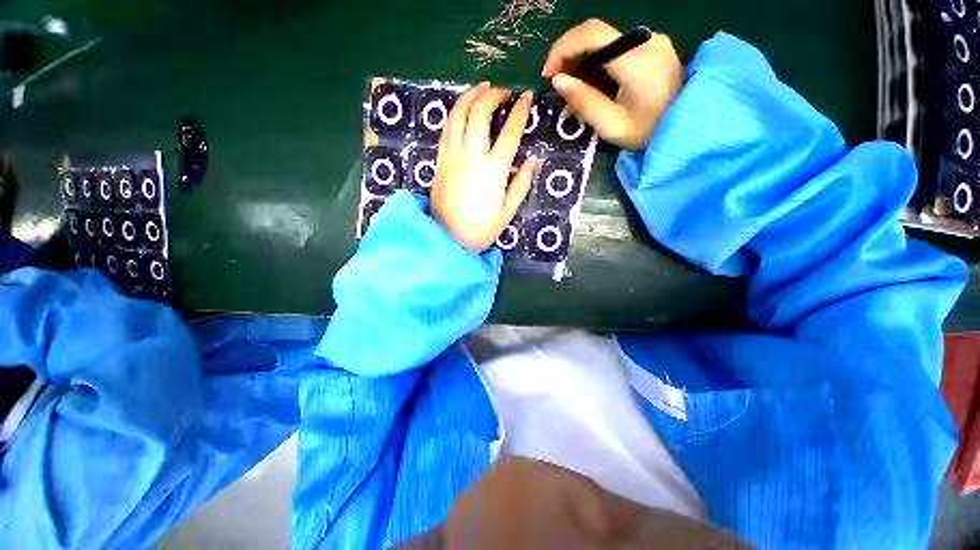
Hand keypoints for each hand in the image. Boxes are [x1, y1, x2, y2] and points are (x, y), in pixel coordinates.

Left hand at [431, 83, 536, 252]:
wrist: (448, 239)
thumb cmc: (481, 229)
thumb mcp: (507, 212)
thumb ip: (521, 184)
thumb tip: (534, 160)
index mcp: (493, 171)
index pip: (509, 133)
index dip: (519, 112)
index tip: (526, 98)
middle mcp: (471, 157)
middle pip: (480, 114)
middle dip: (493, 95)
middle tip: (503, 92)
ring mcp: (452, 157)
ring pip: (458, 115)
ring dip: (470, 96)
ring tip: (482, 88)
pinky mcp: (439, 161)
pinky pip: (446, 129)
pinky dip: (455, 113)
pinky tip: (462, 109)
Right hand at [542, 18, 683, 150]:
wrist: (691, 128)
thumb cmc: (650, 132)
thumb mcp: (612, 125)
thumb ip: (584, 102)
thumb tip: (558, 81)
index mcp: (634, 58)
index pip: (590, 33)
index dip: (562, 48)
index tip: (548, 74)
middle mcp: (644, 40)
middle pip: (596, 37)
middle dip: (571, 59)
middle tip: (559, 87)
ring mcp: (652, 42)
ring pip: (606, 44)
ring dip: (584, 65)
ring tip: (574, 95)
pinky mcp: (654, 49)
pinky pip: (619, 51)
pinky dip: (600, 67)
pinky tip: (594, 89)